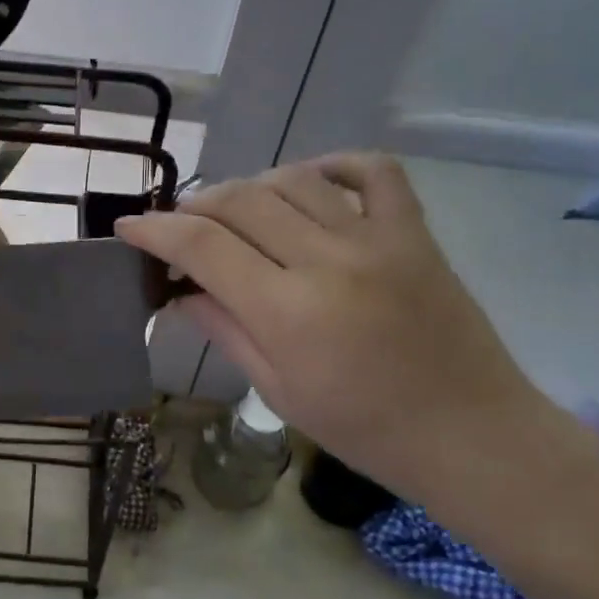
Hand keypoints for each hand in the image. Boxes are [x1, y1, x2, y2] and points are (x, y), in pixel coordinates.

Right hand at [116, 153, 549, 501]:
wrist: (470, 434)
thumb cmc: (363, 429)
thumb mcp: (278, 389)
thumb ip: (225, 329)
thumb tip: (179, 292)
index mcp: (287, 310)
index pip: (202, 246)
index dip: (155, 230)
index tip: (128, 227)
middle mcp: (328, 259)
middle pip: (240, 201)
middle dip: (194, 206)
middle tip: (178, 228)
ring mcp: (377, 238)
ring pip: (293, 179)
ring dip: (250, 187)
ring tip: (234, 212)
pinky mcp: (414, 232)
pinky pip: (373, 171)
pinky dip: (332, 164)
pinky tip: (309, 181)